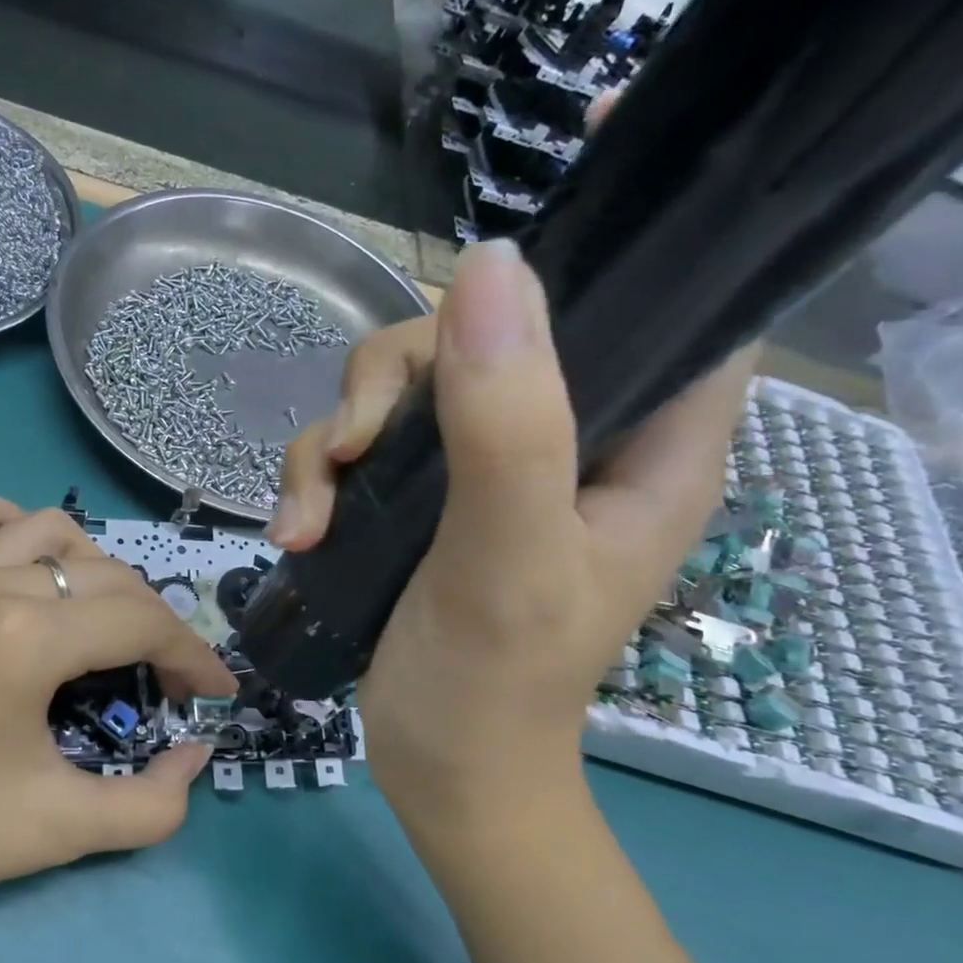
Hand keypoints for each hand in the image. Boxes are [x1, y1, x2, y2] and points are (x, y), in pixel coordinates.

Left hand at [0, 499, 235, 927]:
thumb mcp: (59, 831)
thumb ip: (151, 803)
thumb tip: (194, 756)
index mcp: (28, 637)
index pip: (142, 624)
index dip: (194, 658)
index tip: (217, 696)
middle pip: (108, 578)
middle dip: (156, 625)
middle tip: (167, 681)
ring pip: (49, 532)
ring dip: (98, 570)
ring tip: (107, 622)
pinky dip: (14, 528)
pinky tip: (28, 562)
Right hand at [270, 246, 752, 811]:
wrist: (437, 772)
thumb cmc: (494, 686)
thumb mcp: (508, 558)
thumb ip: (509, 422)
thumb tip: (489, 264)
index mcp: (644, 442)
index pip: (666, 302)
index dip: (619, 239)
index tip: (540, 189)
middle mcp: (567, 437)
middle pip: (483, 334)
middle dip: (398, 376)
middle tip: (355, 445)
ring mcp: (485, 467)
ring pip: (402, 389)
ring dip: (338, 439)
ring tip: (307, 517)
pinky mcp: (420, 497)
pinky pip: (362, 444)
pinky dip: (319, 476)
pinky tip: (296, 531)